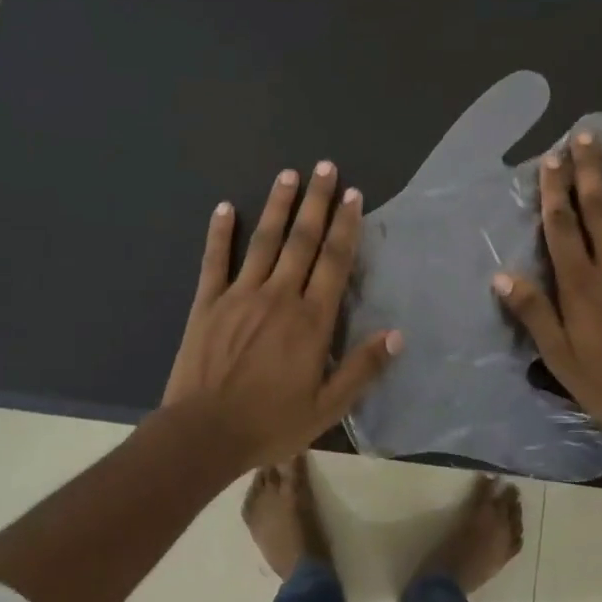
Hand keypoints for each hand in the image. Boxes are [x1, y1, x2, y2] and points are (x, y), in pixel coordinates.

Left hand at [163, 162, 400, 471]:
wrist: (203, 434)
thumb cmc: (270, 423)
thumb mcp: (326, 407)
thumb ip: (362, 369)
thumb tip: (397, 335)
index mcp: (311, 320)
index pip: (334, 262)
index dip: (346, 226)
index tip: (353, 195)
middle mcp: (279, 296)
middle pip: (302, 240)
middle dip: (316, 202)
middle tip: (325, 167)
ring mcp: (240, 295)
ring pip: (263, 241)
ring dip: (278, 206)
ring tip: (288, 174)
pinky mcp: (207, 302)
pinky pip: (214, 260)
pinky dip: (219, 232)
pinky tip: (224, 207)